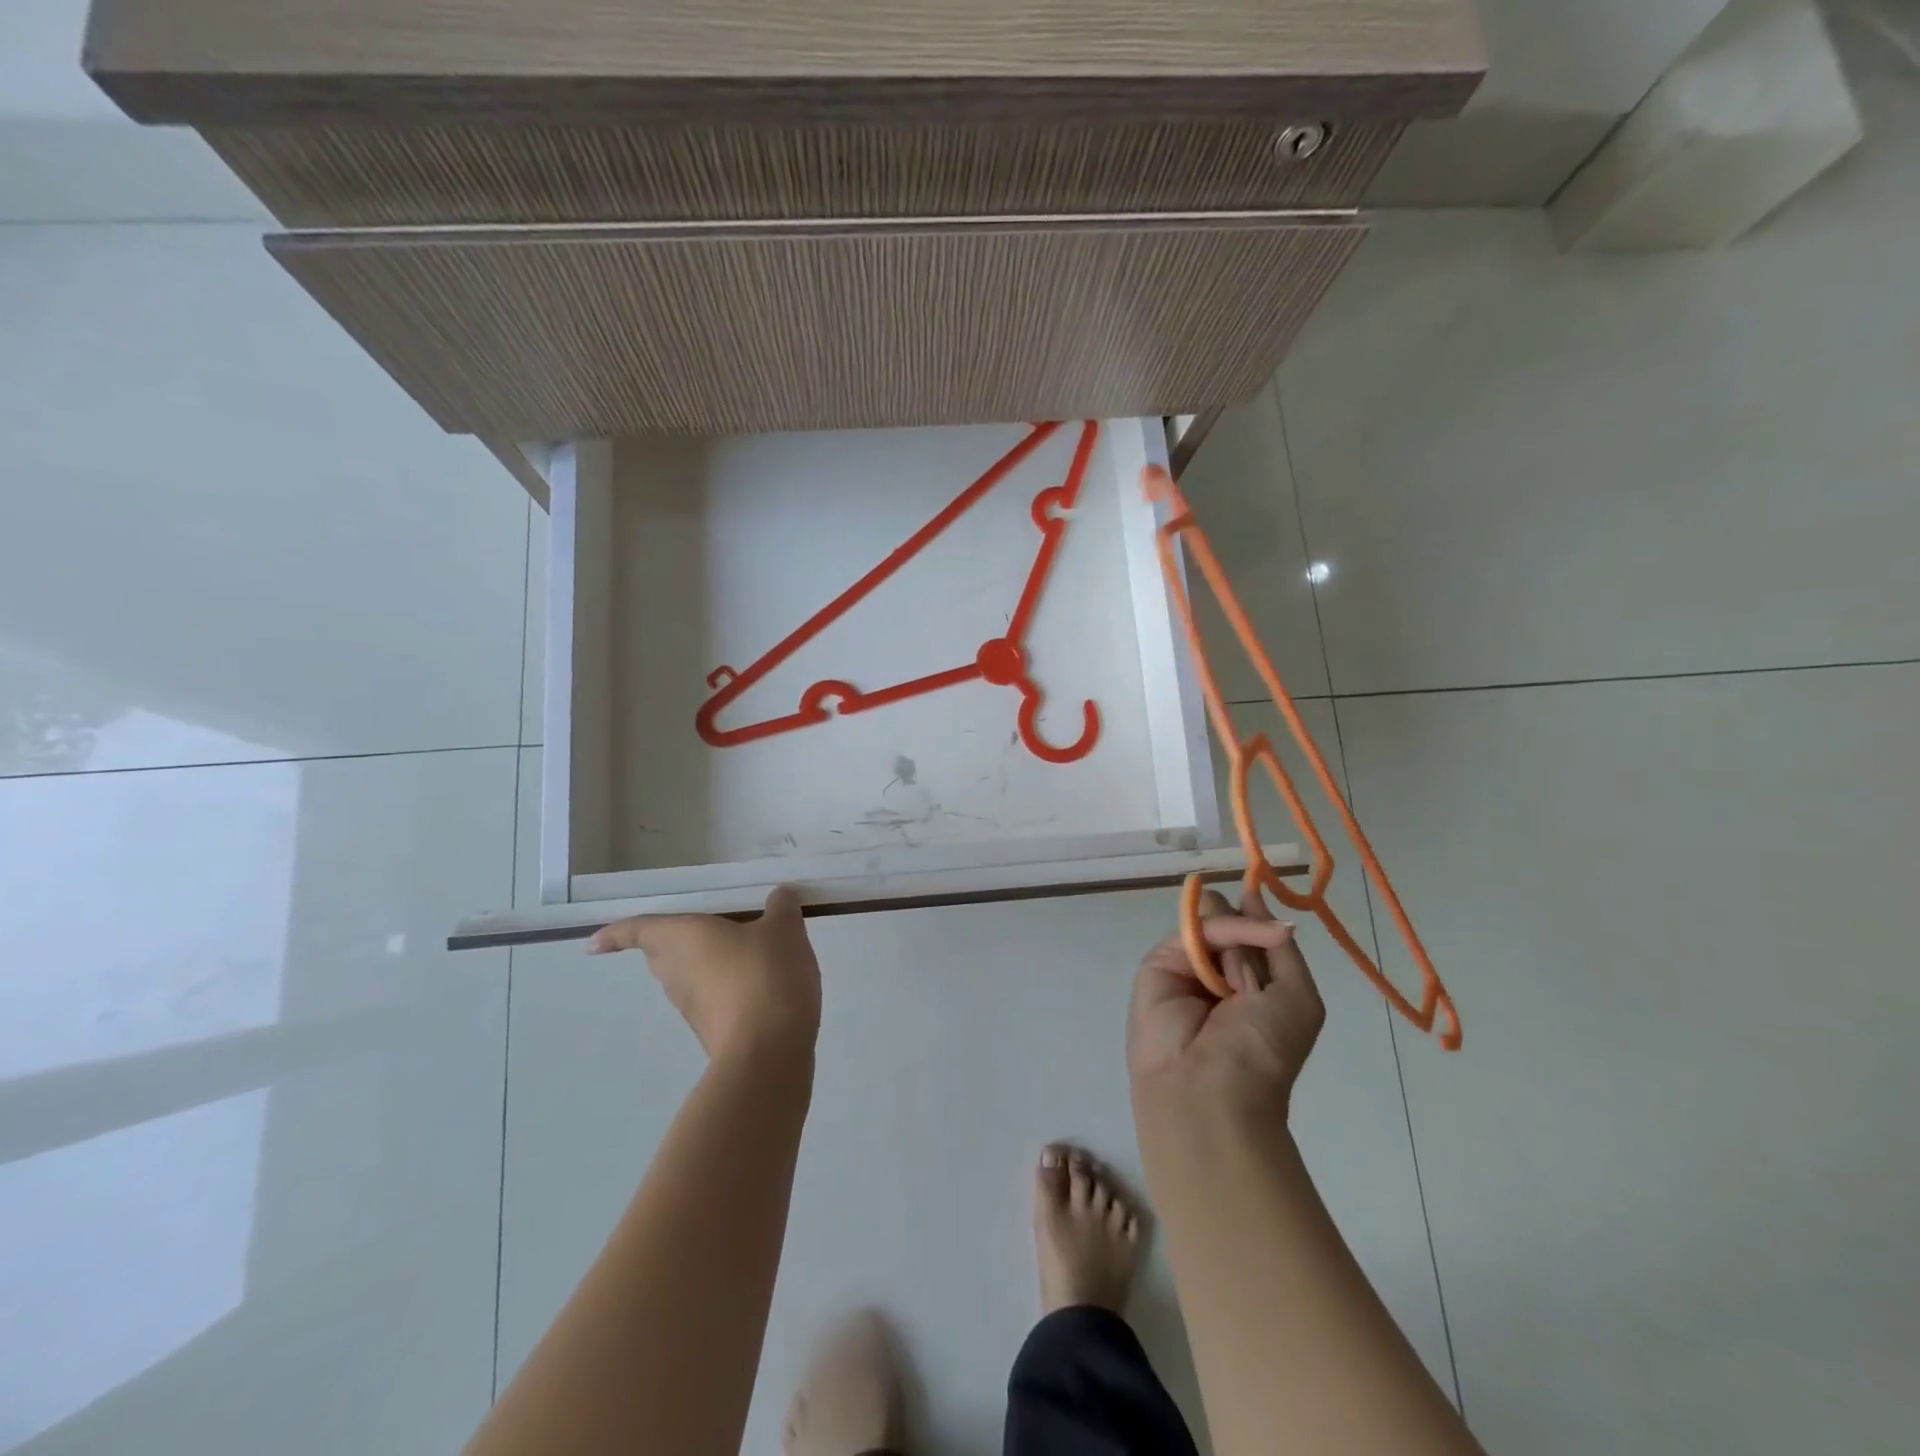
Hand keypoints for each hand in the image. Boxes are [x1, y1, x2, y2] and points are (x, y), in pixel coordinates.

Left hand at [587, 886, 821, 1060]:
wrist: (768, 1053)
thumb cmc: (764, 976)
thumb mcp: (784, 931)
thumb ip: (781, 908)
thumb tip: (780, 896)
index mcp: (683, 938)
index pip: (638, 930)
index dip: (616, 933)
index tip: (594, 944)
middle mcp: (677, 972)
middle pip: (663, 954)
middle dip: (673, 944)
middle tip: (698, 929)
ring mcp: (692, 1007)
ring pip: (688, 978)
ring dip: (705, 965)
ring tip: (741, 950)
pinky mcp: (713, 1031)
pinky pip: (712, 999)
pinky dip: (727, 988)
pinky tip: (760, 982)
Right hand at [1127, 888, 1324, 1115]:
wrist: (1210, 1086)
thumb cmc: (1263, 1051)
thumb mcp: (1297, 997)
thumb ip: (1280, 947)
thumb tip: (1255, 896)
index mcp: (1251, 981)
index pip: (1255, 932)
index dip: (1260, 917)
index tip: (1263, 895)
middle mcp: (1218, 969)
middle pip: (1232, 919)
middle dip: (1248, 927)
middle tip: (1257, 961)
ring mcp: (1187, 963)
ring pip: (1212, 919)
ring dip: (1235, 937)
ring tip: (1240, 984)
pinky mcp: (1159, 961)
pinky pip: (1193, 930)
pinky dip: (1218, 935)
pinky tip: (1230, 965)